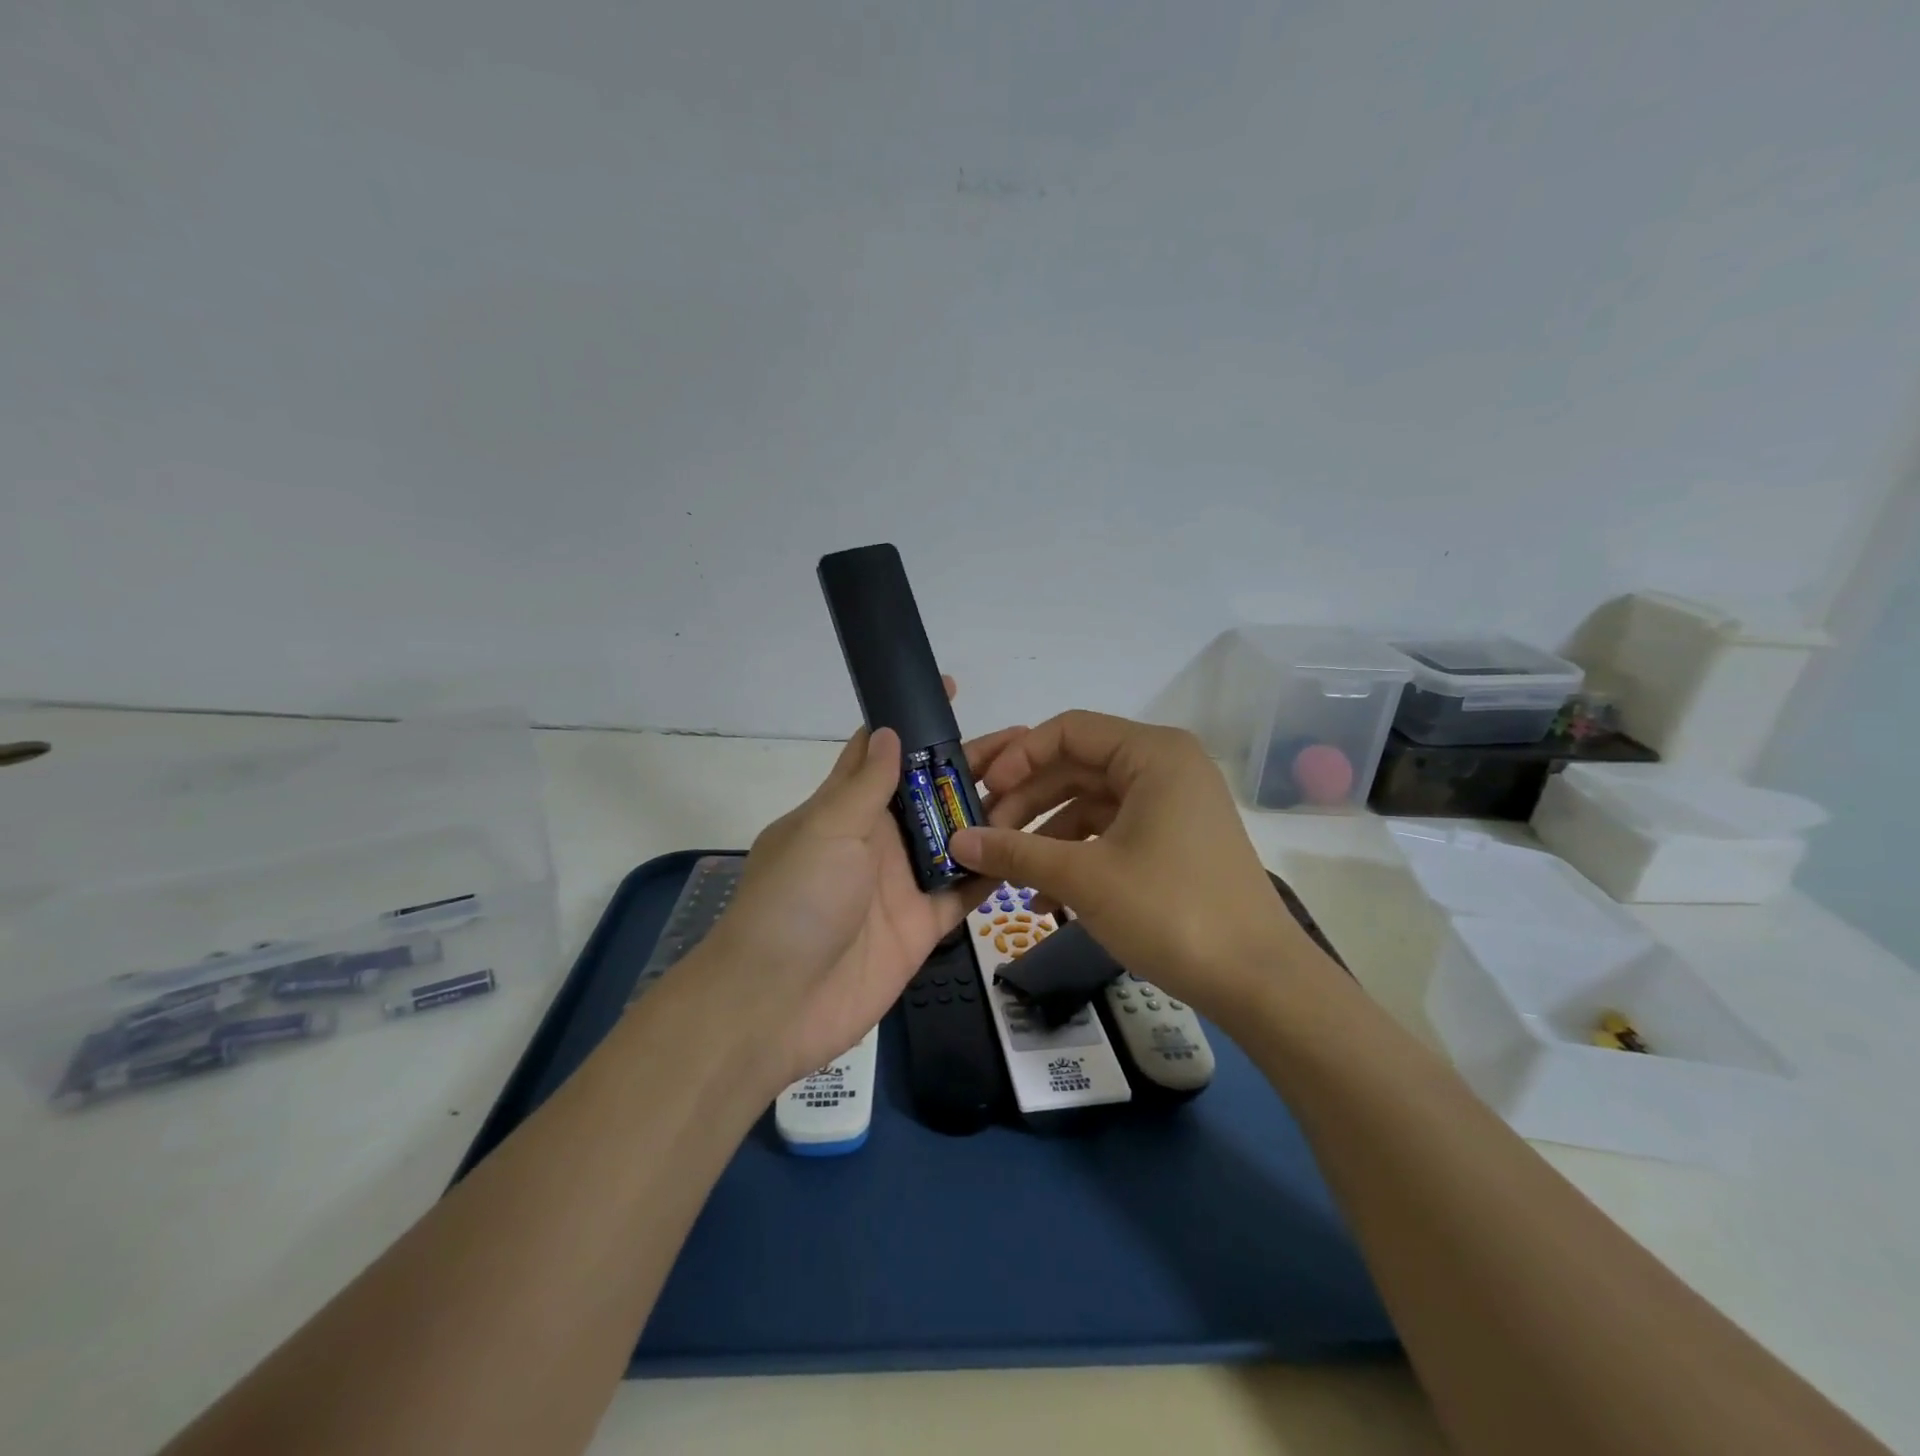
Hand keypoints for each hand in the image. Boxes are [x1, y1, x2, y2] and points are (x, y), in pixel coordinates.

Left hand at [692, 687, 1024, 1091]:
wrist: (778, 1004)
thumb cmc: (795, 901)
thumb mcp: (825, 829)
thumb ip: (864, 784)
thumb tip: (888, 730)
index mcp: (844, 809)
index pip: (879, 751)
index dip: (912, 722)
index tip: (951, 691)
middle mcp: (876, 840)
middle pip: (930, 793)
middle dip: (970, 765)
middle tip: (1026, 742)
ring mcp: (902, 883)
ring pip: (956, 837)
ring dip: (991, 812)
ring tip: (1041, 784)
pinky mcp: (923, 925)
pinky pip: (966, 890)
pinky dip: (993, 870)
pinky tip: (1031, 845)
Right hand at [947, 711, 1328, 1017]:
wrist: (1258, 982)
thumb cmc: (1171, 911)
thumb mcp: (1084, 878)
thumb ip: (1015, 852)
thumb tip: (957, 841)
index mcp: (1152, 754)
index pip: (1069, 731)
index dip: (1018, 758)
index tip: (982, 795)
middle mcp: (1165, 767)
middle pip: (1077, 766)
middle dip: (1026, 801)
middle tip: (983, 835)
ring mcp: (1172, 805)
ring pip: (1090, 803)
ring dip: (1046, 836)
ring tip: (1009, 873)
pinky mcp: (1173, 841)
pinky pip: (1111, 833)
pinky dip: (1076, 856)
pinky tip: (1045, 899)